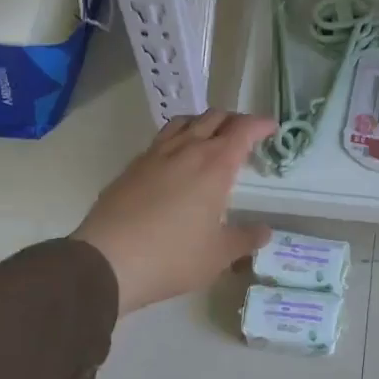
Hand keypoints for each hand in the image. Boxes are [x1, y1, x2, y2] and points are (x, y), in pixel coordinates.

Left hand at [73, 109, 275, 315]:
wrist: (106, 260)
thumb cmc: (172, 256)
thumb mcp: (218, 255)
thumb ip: (245, 239)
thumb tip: (265, 231)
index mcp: (215, 165)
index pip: (243, 130)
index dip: (260, 124)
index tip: (272, 128)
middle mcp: (187, 149)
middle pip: (215, 117)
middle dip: (235, 120)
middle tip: (245, 135)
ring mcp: (156, 154)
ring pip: (185, 121)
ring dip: (204, 122)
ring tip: (211, 137)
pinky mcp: (133, 165)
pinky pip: (162, 138)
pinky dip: (178, 137)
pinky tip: (176, 159)